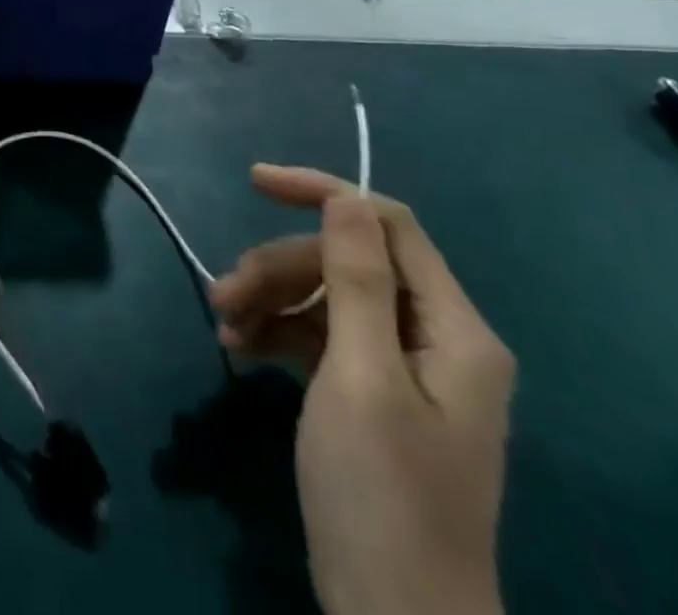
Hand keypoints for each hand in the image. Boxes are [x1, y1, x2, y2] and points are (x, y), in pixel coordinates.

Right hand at [210, 167, 512, 614]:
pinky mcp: (371, 395)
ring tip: (223, 323)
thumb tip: (346, 198)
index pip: (388, 225)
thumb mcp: (360, 377)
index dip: (323, 194)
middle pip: (348, 262)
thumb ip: (356, 280)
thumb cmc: (382, 496)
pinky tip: (239, 348)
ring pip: (327, 296)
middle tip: (223, 291)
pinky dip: (279, 334)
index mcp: (454, 331)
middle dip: (281, 266)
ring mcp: (402, 369)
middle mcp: (435, 339)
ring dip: (271, 299)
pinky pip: (321, 337)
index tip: (254, 182)